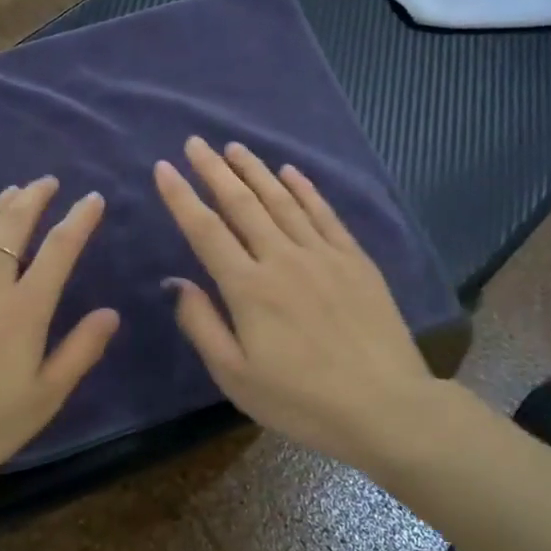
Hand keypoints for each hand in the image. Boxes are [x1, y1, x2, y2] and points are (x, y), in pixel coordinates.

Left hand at [0, 178, 118, 489]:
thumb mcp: (42, 399)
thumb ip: (79, 352)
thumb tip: (111, 313)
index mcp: (24, 309)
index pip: (60, 250)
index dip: (80, 220)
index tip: (93, 199)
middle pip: (13, 226)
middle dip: (34, 197)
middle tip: (47, 182)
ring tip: (11, 191)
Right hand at [154, 138, 438, 467]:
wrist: (385, 407)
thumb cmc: (301, 399)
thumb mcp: (236, 376)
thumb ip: (202, 324)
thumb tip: (176, 282)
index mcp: (248, 288)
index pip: (206, 230)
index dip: (181, 197)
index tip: (164, 168)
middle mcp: (282, 259)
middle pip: (242, 204)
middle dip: (214, 170)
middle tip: (196, 143)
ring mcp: (322, 255)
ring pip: (281, 201)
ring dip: (255, 171)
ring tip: (235, 148)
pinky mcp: (354, 260)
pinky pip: (324, 214)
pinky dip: (304, 189)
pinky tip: (290, 172)